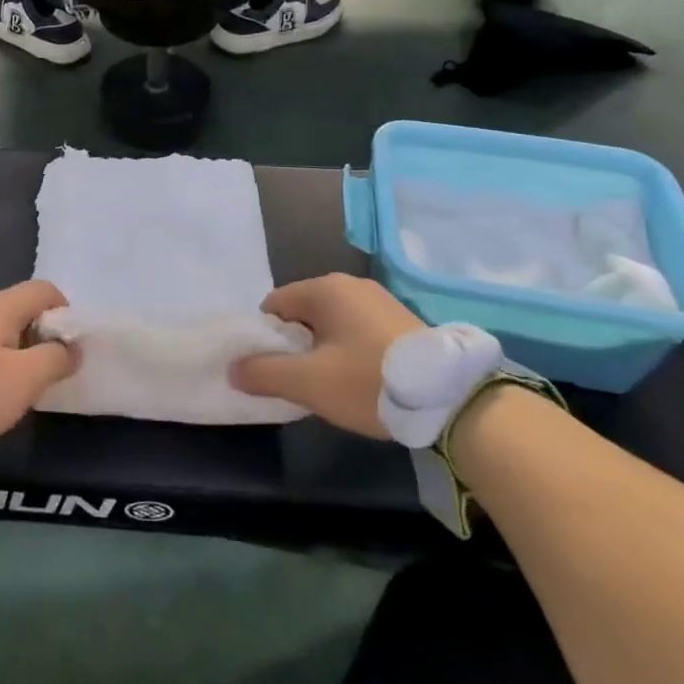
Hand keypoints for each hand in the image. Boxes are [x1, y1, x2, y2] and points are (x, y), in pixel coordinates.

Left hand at [0, 281, 74, 457]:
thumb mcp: (24, 381)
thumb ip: (56, 359)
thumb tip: (72, 347)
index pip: (44, 290)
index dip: (64, 313)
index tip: (68, 348)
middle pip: (18, 309)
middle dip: (38, 336)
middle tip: (44, 373)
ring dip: (12, 351)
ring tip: (13, 388)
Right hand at [230, 275, 426, 437]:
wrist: (450, 398)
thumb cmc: (368, 381)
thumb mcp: (308, 383)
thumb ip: (263, 372)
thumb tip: (233, 368)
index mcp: (324, 288)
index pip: (274, 305)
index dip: (267, 338)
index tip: (276, 370)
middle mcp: (350, 284)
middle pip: (303, 312)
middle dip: (296, 345)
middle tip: (303, 381)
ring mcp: (380, 299)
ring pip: (332, 323)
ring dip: (324, 349)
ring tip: (333, 384)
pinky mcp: (402, 319)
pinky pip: (359, 329)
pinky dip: (351, 350)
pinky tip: (362, 379)